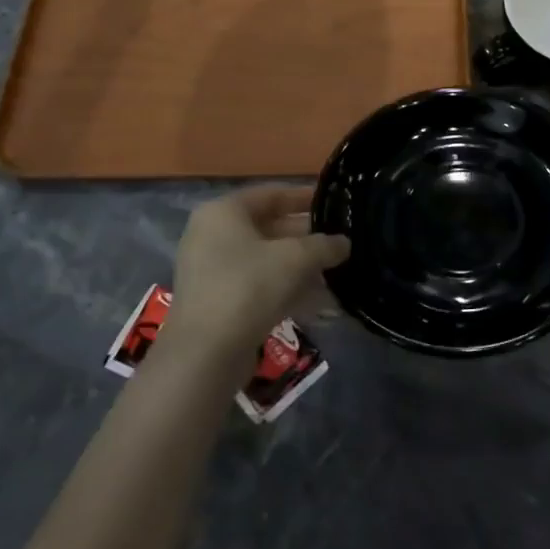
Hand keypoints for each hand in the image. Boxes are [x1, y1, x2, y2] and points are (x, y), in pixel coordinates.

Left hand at [160, 187, 349, 359]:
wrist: (205, 354)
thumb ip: (324, 245)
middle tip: (341, 242)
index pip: (271, 194)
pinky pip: (259, 286)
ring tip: (338, 274)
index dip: (305, 197)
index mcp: (224, 212)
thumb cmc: (248, 287)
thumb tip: (344, 243)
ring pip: (267, 260)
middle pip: (269, 228)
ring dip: (302, 267)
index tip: (334, 203)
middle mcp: (213, 236)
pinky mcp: (219, 303)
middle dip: (308, 238)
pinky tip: (321, 304)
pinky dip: (287, 290)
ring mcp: (213, 271)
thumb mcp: (295, 258)